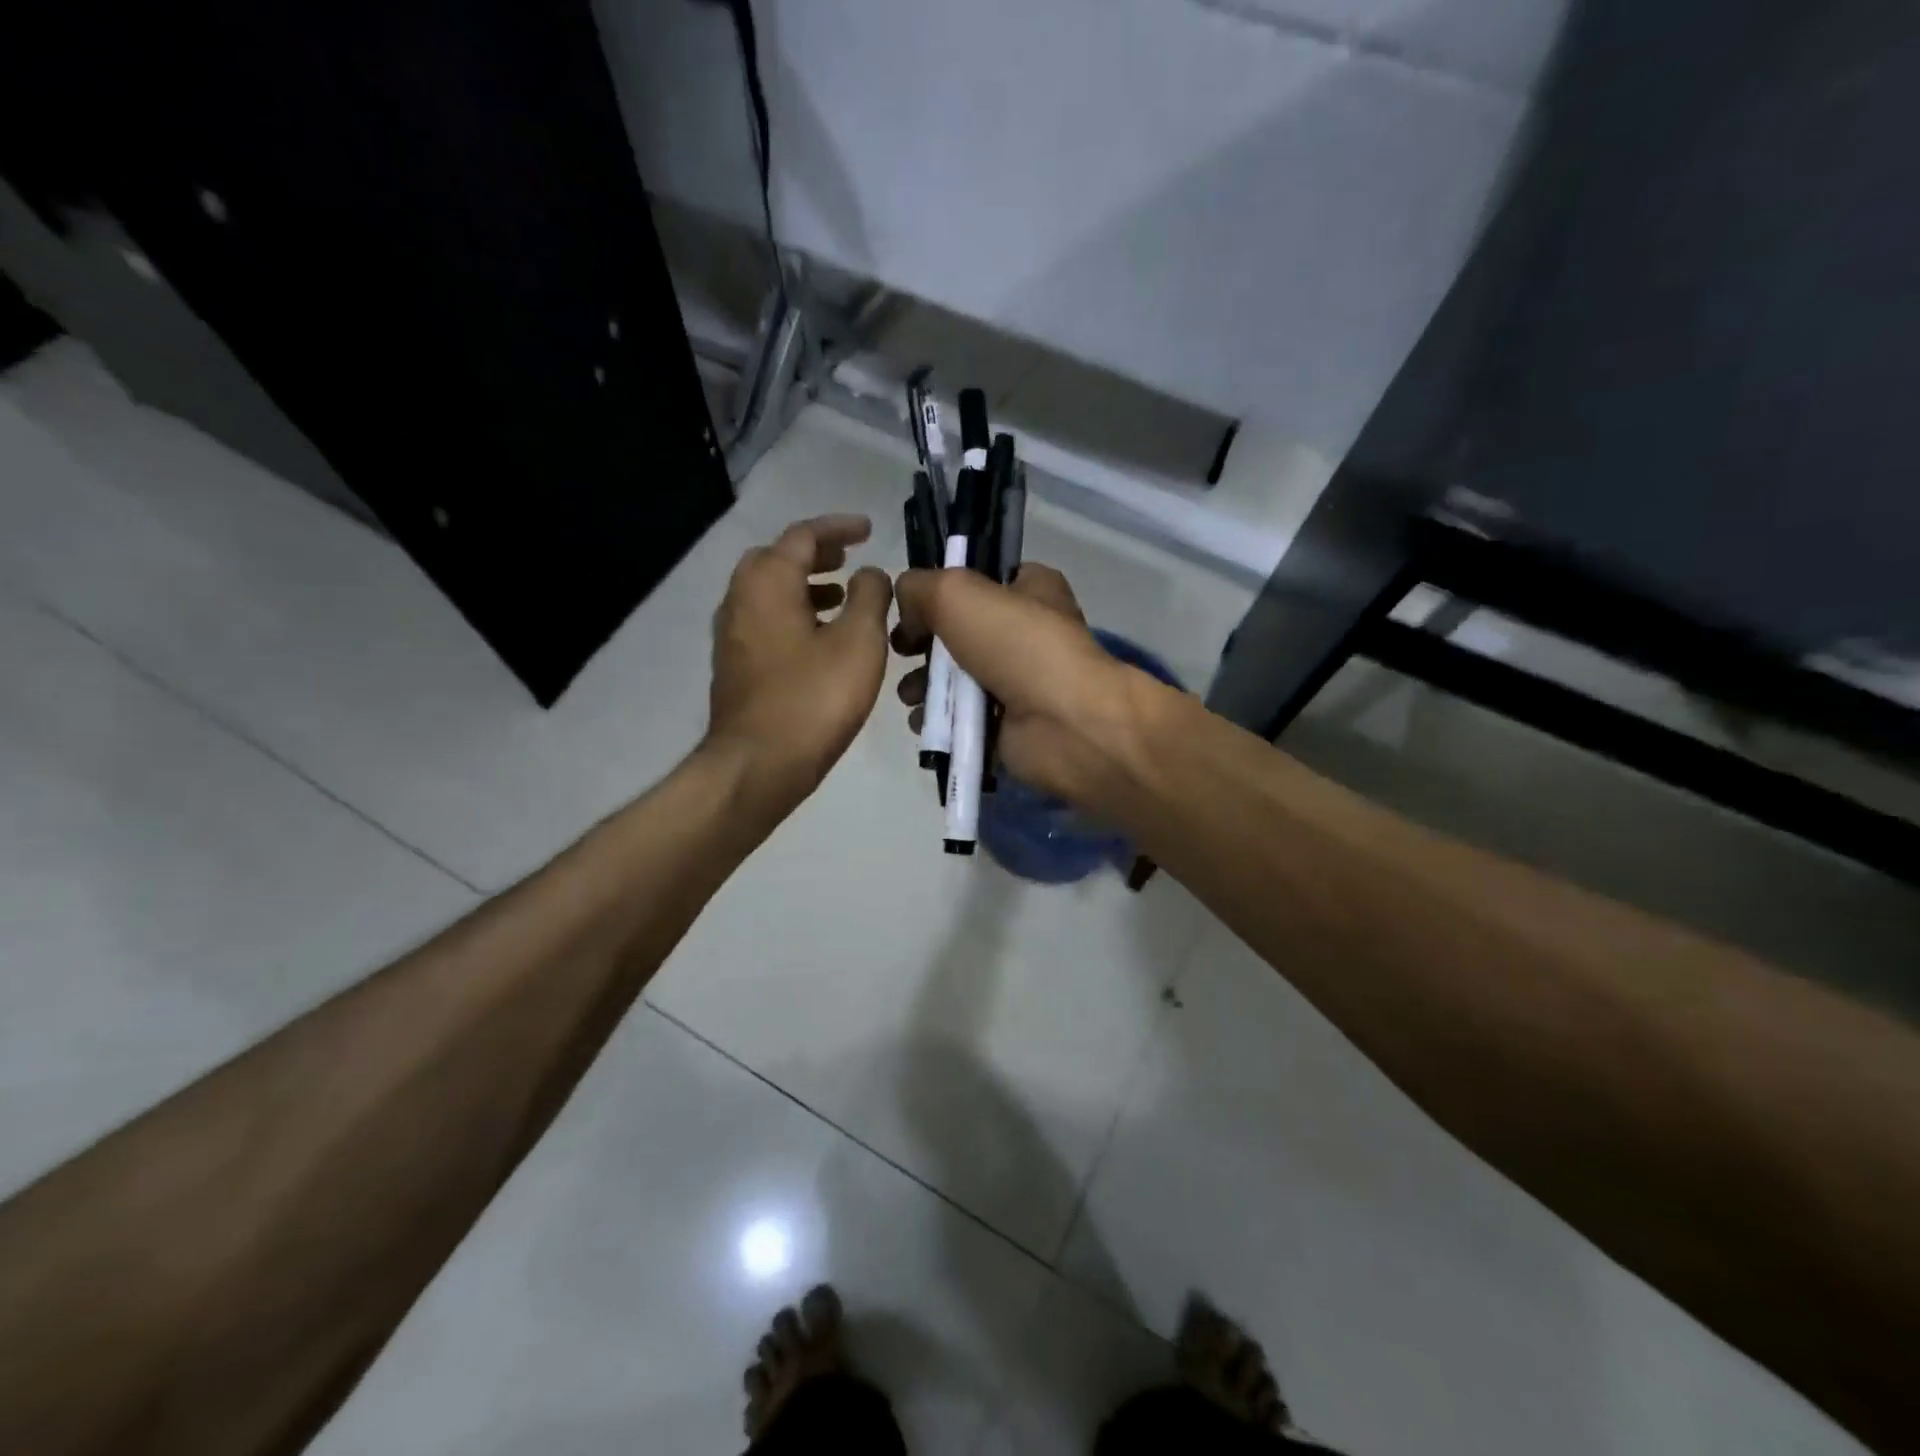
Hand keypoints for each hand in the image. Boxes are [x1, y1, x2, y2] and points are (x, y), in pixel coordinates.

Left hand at [706, 514, 893, 811]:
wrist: (758, 765)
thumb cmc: (814, 699)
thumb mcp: (859, 642)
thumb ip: (871, 596)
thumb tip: (870, 573)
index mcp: (768, 582)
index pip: (803, 535)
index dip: (839, 528)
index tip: (869, 530)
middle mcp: (740, 599)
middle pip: (777, 559)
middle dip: (815, 554)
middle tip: (849, 559)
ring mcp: (732, 635)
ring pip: (768, 592)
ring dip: (804, 585)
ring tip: (841, 596)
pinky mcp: (735, 666)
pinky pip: (765, 621)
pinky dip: (793, 614)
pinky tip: (820, 640)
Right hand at [891, 564, 1161, 812]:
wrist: (1062, 723)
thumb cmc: (1016, 646)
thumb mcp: (957, 593)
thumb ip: (919, 588)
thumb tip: (905, 610)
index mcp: (1031, 590)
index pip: (980, 581)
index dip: (941, 591)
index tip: (912, 610)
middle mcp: (1026, 633)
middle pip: (959, 633)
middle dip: (924, 646)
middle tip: (904, 655)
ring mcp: (1019, 682)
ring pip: (956, 679)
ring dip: (924, 686)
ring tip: (911, 696)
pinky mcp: (1008, 725)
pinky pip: (962, 719)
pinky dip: (939, 721)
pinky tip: (924, 723)